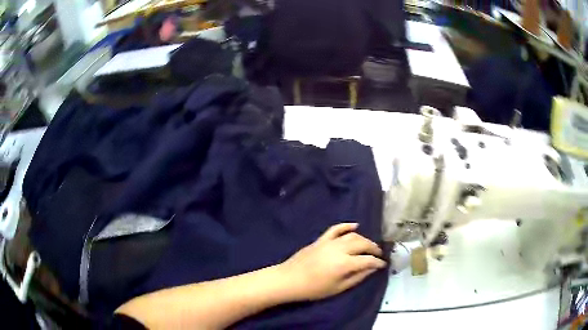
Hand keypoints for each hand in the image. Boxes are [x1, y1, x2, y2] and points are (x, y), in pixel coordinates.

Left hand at [278, 223, 386, 301]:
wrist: (289, 280)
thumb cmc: (314, 289)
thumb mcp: (338, 288)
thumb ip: (357, 277)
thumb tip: (371, 269)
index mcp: (345, 263)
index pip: (367, 260)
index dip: (377, 262)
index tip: (383, 264)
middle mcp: (340, 249)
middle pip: (362, 244)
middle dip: (373, 248)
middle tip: (379, 254)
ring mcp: (330, 242)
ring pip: (352, 235)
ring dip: (363, 239)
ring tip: (369, 245)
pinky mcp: (321, 239)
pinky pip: (336, 229)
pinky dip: (346, 226)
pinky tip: (355, 226)